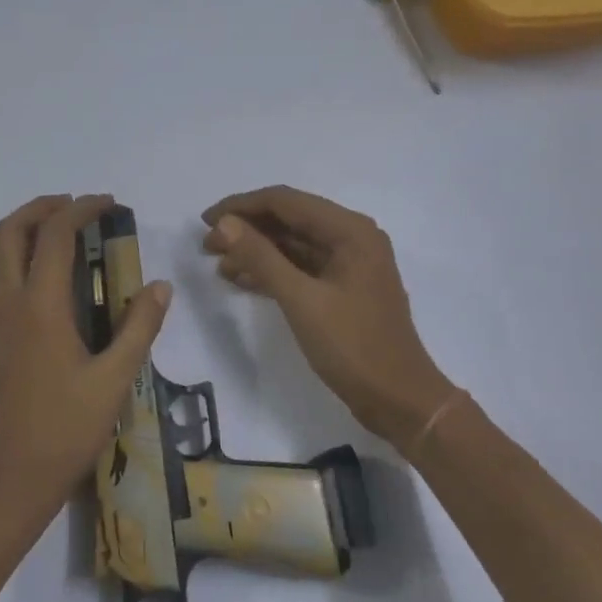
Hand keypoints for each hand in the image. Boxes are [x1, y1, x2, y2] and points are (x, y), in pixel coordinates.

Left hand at [0, 194, 171, 525]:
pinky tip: (43, 275)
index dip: (82, 210)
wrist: (9, 478)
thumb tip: (160, 286)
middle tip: (77, 207)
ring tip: (57, 230)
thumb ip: (139, 327)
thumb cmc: (65, 431)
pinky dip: (11, 254)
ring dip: (21, 227)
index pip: (56, 236)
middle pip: (11, 230)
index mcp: (41, 307)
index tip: (108, 203)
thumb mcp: (114, 380)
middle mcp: (10, 303)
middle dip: (42, 207)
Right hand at [202, 186, 456, 455]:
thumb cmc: (353, 347)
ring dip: (255, 250)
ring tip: (217, 263)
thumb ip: (261, 257)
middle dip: (246, 228)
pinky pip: (300, 267)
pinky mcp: (342, 288)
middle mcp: (351, 237)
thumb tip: (223, 223)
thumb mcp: (301, 300)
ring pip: (292, 244)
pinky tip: (240, 280)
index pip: (285, 201)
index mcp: (350, 230)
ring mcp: (348, 264)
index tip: (204, 221)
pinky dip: (271, 270)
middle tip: (206, 245)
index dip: (241, 206)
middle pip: (289, 219)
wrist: (398, 400)